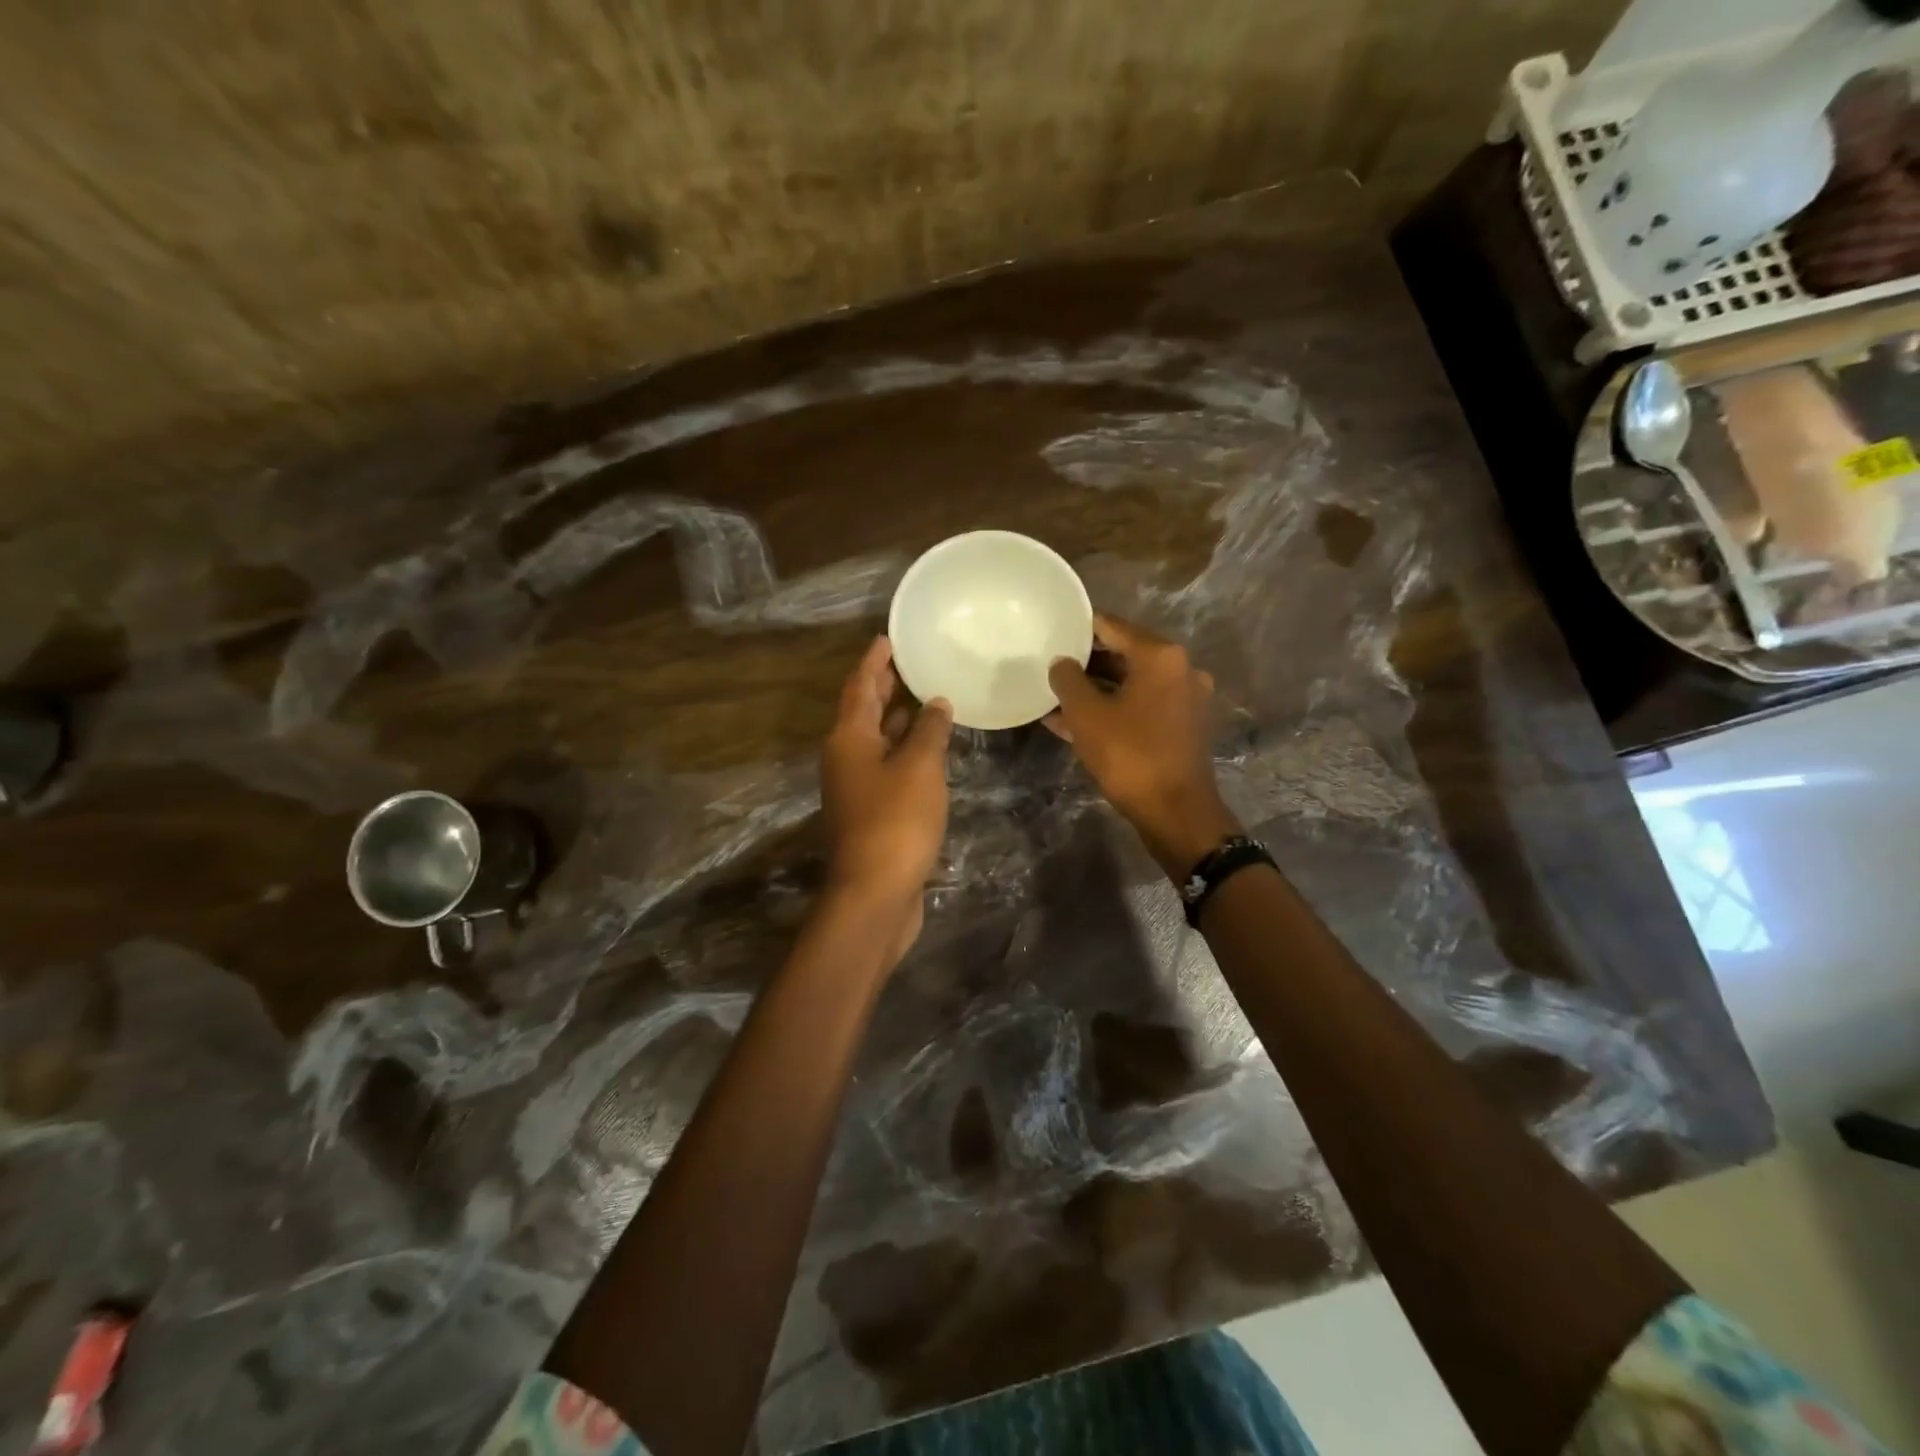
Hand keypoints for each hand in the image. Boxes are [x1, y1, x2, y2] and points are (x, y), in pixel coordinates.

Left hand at [821, 637, 952, 953]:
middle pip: (863, 712)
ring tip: (924, 699)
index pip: (859, 686)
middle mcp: (845, 757)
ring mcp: (855, 787)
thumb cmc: (896, 820)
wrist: (875, 893)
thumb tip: (936, 702)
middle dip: (883, 687)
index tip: (888, 638)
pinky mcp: (870, 812)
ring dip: (896, 719)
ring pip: (875, 740)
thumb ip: (929, 730)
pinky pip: (886, 766)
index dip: (874, 661)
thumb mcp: (919, 767)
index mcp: (848, 738)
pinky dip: (904, 750)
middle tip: (908, 663)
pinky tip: (928, 750)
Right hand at [1047, 613, 1240, 876]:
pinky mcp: (1183, 726)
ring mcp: (1185, 699)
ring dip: (1096, 689)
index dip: (1079, 627)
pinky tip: (1075, 722)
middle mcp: (1180, 669)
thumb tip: (1061, 663)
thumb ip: (1068, 680)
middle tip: (1050, 665)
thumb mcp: (1087, 715)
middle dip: (1086, 662)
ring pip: (1131, 684)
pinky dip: (1113, 710)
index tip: (1053, 630)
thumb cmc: (1130, 755)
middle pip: (1124, 654)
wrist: (1175, 812)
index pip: (1112, 626)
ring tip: (1056, 696)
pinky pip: (1141, 706)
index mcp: (1161, 656)